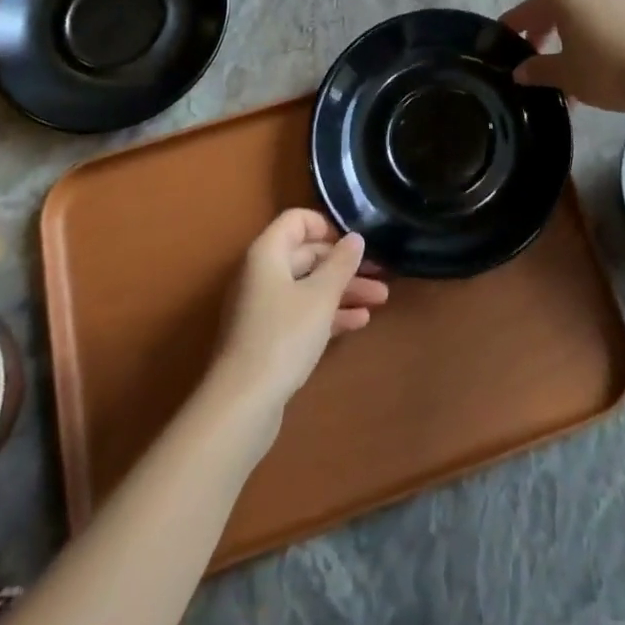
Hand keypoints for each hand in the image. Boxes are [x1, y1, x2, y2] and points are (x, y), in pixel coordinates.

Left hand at [215, 209, 388, 411]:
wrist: (243, 404)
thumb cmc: (284, 336)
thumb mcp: (321, 295)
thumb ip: (341, 263)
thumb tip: (355, 237)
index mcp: (267, 253)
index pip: (297, 220)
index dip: (327, 226)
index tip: (355, 242)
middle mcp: (262, 274)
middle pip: (307, 255)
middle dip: (345, 264)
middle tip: (381, 273)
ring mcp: (264, 307)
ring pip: (309, 287)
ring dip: (343, 290)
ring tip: (380, 298)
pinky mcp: (269, 337)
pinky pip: (303, 313)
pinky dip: (329, 314)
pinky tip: (359, 322)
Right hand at [502, 0, 624, 112]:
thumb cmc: (604, 70)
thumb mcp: (564, 74)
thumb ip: (537, 70)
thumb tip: (520, 71)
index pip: (526, 11)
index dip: (511, 29)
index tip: (501, 43)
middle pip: (555, 10)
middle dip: (543, 35)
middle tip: (535, 60)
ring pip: (584, 16)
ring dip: (572, 39)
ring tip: (570, 72)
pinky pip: (607, 21)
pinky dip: (596, 38)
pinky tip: (599, 65)